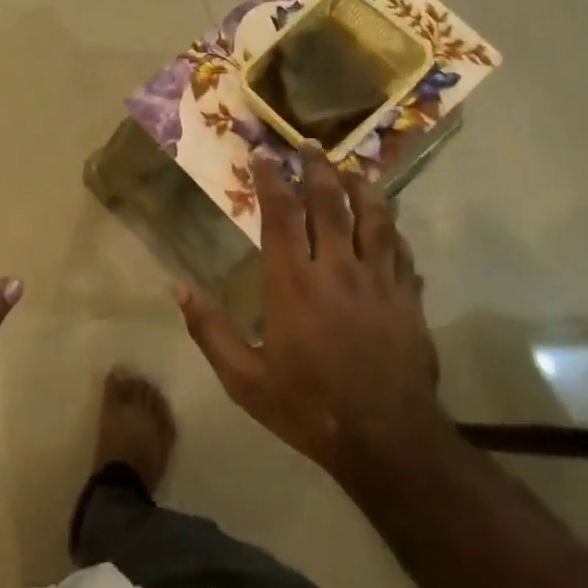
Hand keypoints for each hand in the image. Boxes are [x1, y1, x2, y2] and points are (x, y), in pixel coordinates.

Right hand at [175, 143, 445, 480]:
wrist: (386, 441)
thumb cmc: (307, 406)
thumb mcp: (243, 379)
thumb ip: (209, 331)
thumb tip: (179, 288)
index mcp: (292, 283)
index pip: (281, 214)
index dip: (271, 179)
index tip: (263, 155)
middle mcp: (336, 269)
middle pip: (330, 203)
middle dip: (318, 169)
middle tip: (311, 146)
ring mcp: (379, 282)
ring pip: (375, 219)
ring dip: (362, 189)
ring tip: (353, 171)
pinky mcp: (409, 301)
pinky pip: (402, 253)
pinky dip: (393, 231)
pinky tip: (389, 224)